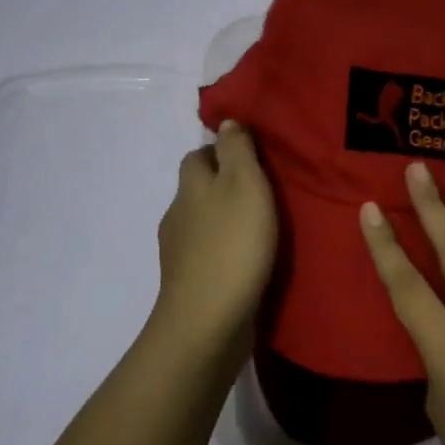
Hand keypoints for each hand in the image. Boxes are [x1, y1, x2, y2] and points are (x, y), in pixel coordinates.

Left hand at [151, 120, 277, 354]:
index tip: (254, 156)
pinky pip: (210, 255)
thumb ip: (237, 150)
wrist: (208, 322)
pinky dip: (227, 251)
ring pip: (204, 223)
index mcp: (190, 187)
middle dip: (225, 185)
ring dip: (228, 220)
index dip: (221, 150)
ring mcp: (180, 253)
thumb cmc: (232, 245)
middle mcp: (178, 215)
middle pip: (199, 189)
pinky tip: (250, 260)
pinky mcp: (191, 284)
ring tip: (264, 227)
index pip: (198, 155)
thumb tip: (226, 122)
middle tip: (266, 191)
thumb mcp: (244, 184)